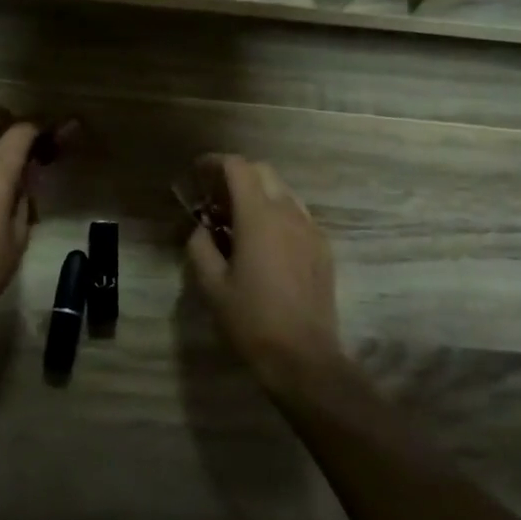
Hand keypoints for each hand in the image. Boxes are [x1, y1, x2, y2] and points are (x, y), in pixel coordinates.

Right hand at [185, 154, 344, 380]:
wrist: (303, 356)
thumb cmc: (250, 320)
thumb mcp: (211, 284)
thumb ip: (200, 246)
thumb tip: (202, 229)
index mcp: (258, 217)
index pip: (238, 168)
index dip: (215, 163)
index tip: (197, 172)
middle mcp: (289, 214)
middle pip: (263, 172)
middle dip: (236, 174)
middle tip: (213, 196)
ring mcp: (311, 230)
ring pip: (283, 192)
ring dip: (258, 193)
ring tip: (236, 217)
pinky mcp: (323, 248)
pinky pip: (297, 215)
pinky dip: (276, 212)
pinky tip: (262, 240)